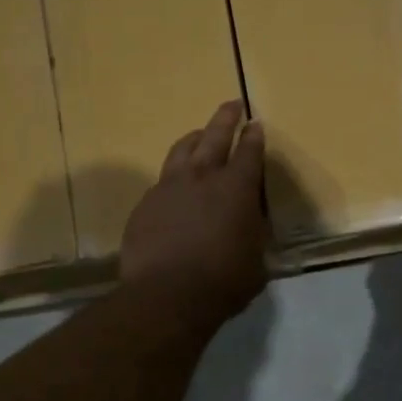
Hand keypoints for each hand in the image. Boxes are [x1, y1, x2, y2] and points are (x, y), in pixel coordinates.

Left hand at [121, 100, 269, 326]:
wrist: (167, 295)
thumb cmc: (224, 281)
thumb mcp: (256, 261)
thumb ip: (255, 235)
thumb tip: (252, 225)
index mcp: (237, 188)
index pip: (250, 152)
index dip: (254, 137)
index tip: (256, 124)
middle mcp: (202, 178)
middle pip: (215, 136)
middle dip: (225, 118)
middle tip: (231, 105)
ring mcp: (169, 188)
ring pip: (182, 150)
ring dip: (194, 138)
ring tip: (199, 134)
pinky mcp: (145, 204)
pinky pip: (161, 181)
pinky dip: (172, 176)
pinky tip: (173, 185)